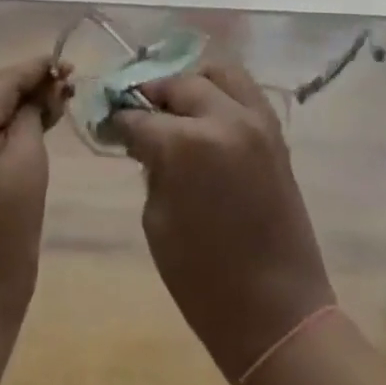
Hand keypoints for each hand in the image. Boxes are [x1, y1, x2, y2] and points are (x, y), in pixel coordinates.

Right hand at [111, 60, 335, 381]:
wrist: (277, 311)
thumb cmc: (203, 280)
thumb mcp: (157, 221)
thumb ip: (152, 167)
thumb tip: (146, 139)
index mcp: (186, 144)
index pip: (140, 117)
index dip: (119, 120)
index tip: (108, 123)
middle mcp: (224, 118)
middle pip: (179, 85)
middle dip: (153, 96)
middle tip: (139, 114)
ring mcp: (256, 120)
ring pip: (219, 73)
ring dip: (193, 83)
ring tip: (178, 107)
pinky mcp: (276, 132)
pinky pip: (245, 91)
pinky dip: (222, 93)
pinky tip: (207, 115)